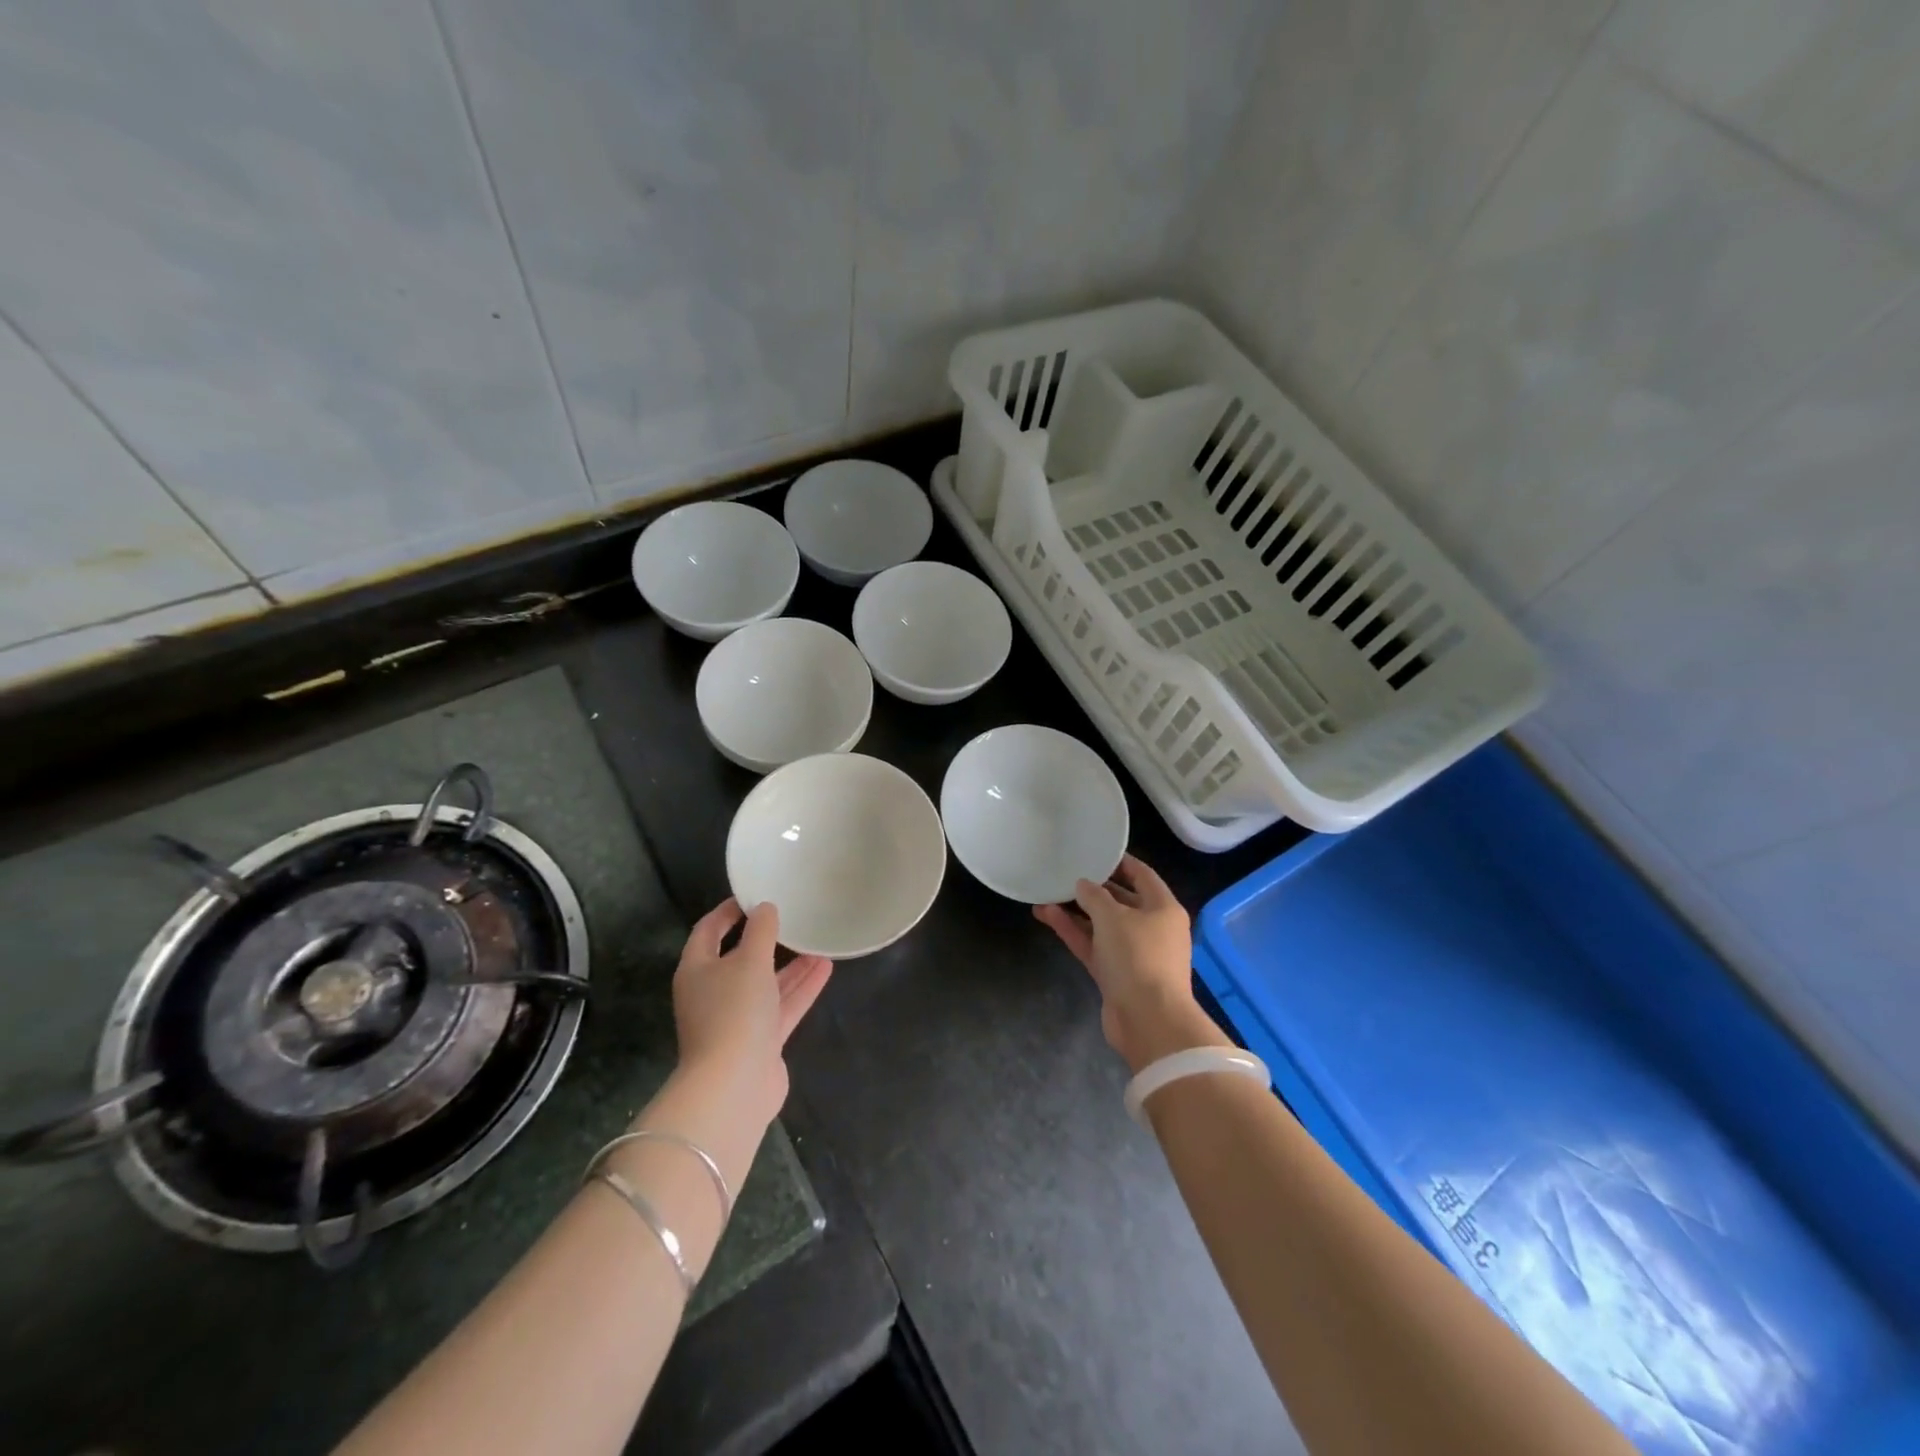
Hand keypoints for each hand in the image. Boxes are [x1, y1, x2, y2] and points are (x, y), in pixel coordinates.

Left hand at [672, 899, 831, 1126]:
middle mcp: (713, 993)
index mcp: (697, 971)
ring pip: (766, 984)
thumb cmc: (734, 1012)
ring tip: (818, 941)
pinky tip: (825, 968)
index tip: (752, 895)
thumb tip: (765, 908)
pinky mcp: (760, 1041)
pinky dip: (801, 988)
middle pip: (739, 959)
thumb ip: (761, 931)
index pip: (708, 931)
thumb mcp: (749, 961)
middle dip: (766, 940)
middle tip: (790, 917)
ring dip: (791, 965)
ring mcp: (737, 1020)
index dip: (727, 911)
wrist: (734, 1086)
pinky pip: (782, 1006)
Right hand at [1033, 854, 1225, 1071]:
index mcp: (1163, 908)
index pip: (1142, 875)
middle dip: (1092, 888)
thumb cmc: (1138, 957)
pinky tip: (1047, 915)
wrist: (1148, 1021)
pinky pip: (1092, 945)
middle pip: (1120, 900)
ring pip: (1101, 924)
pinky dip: (1073, 931)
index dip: (1119, 862)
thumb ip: (1094, 896)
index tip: (1093, 851)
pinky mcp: (1116, 974)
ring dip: (1076, 911)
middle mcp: (1152, 928)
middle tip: (1065, 872)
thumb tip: (1082, 885)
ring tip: (1045, 893)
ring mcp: (1133, 953)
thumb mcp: (1113, 917)